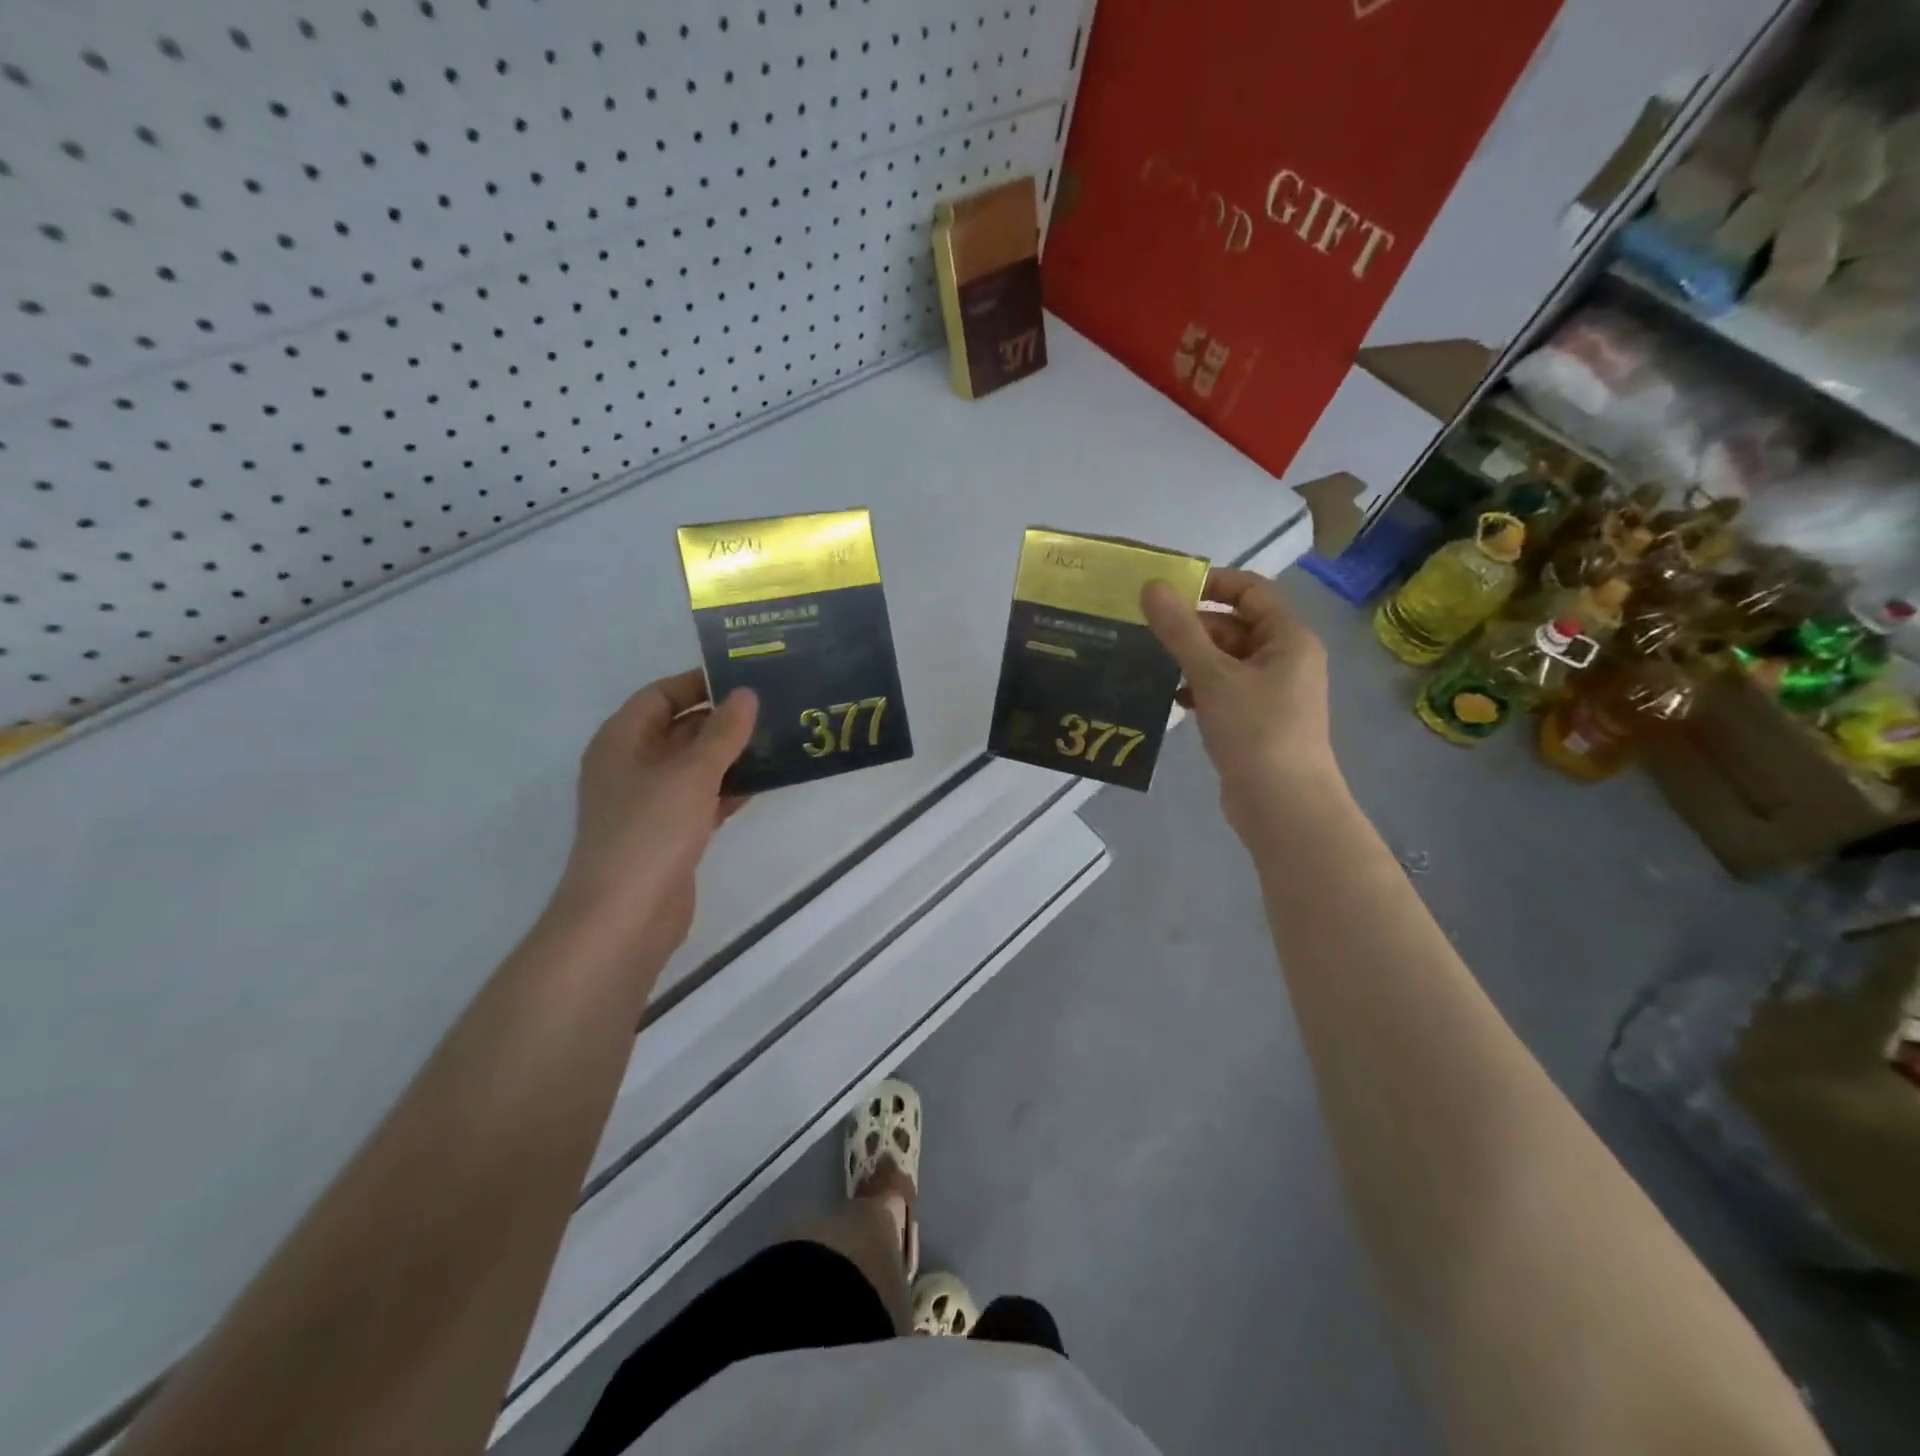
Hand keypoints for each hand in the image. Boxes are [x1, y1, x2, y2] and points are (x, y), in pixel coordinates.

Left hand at [552, 670, 757, 958]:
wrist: (625, 917)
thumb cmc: (650, 833)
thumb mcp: (691, 774)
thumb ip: (722, 733)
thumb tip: (746, 694)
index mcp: (621, 741)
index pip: (660, 695)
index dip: (698, 684)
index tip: (745, 679)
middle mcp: (631, 766)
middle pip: (678, 729)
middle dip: (721, 719)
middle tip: (772, 708)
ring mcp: (650, 802)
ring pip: (694, 765)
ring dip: (729, 754)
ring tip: (777, 739)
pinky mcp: (669, 833)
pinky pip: (702, 797)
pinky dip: (728, 788)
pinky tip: (763, 781)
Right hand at [1142, 567, 1337, 831]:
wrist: (1282, 805)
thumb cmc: (1255, 731)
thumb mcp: (1213, 676)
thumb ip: (1181, 631)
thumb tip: (1152, 585)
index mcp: (1288, 638)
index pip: (1251, 590)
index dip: (1212, 583)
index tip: (1168, 591)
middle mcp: (1285, 658)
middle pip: (1236, 624)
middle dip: (1195, 626)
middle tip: (1149, 632)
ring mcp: (1272, 692)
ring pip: (1227, 659)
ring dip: (1193, 658)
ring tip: (1154, 664)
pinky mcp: (1256, 720)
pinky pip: (1225, 689)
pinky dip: (1200, 687)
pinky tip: (1174, 699)